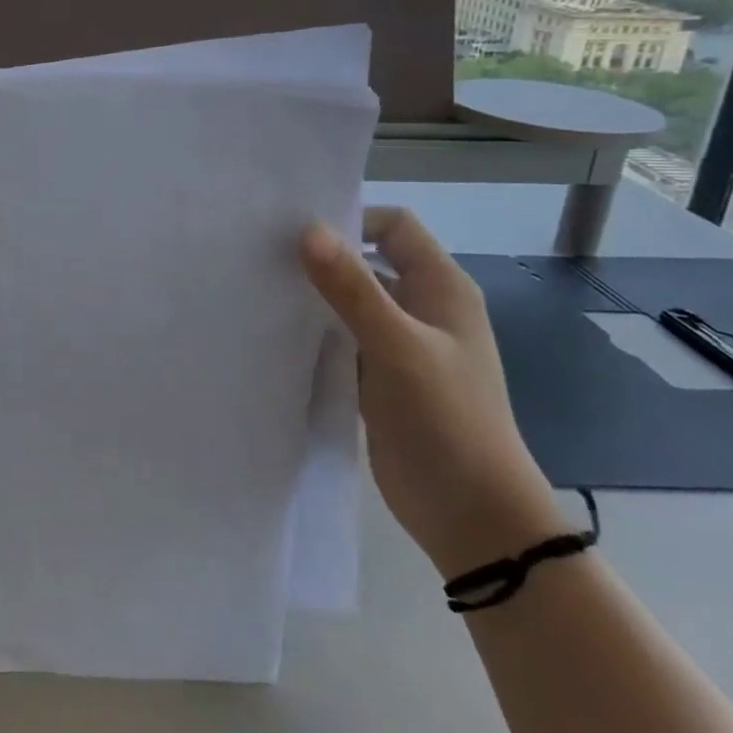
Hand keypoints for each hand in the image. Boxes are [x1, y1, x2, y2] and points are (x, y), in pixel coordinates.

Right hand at [301, 207, 559, 578]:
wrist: (472, 514)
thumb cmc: (447, 419)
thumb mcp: (398, 346)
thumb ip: (352, 288)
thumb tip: (307, 230)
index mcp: (441, 288)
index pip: (394, 227)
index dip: (352, 218)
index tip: (297, 230)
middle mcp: (421, 308)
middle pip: (368, 261)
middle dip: (322, 256)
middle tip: (264, 254)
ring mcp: (399, 345)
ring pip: (350, 302)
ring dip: (315, 295)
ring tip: (260, 289)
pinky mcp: (379, 378)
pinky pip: (342, 339)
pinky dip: (315, 332)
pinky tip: (277, 334)